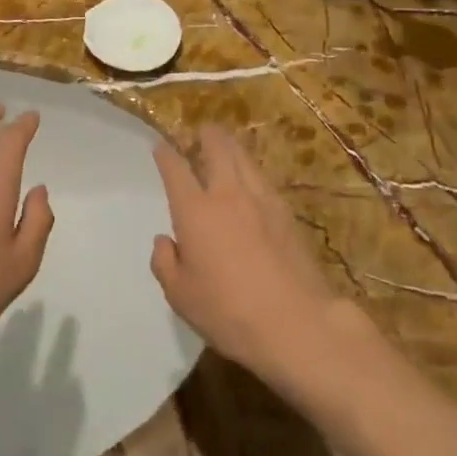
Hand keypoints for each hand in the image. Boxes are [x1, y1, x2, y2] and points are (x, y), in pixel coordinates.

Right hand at [151, 126, 341, 385]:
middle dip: (206, 135)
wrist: (296, 323)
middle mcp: (227, 195)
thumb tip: (165, 241)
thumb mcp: (180, 296)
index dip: (166, 155)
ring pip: (244, 158)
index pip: (176, 170)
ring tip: (226, 146)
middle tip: (201, 132)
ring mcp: (261, 200)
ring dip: (231, 147)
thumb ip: (165, 263)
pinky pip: (263, 178)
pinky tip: (252, 180)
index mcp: (195, 211)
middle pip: (217, 148)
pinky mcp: (287, 213)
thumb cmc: (228, 311)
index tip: (160, 146)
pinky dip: (252, 170)